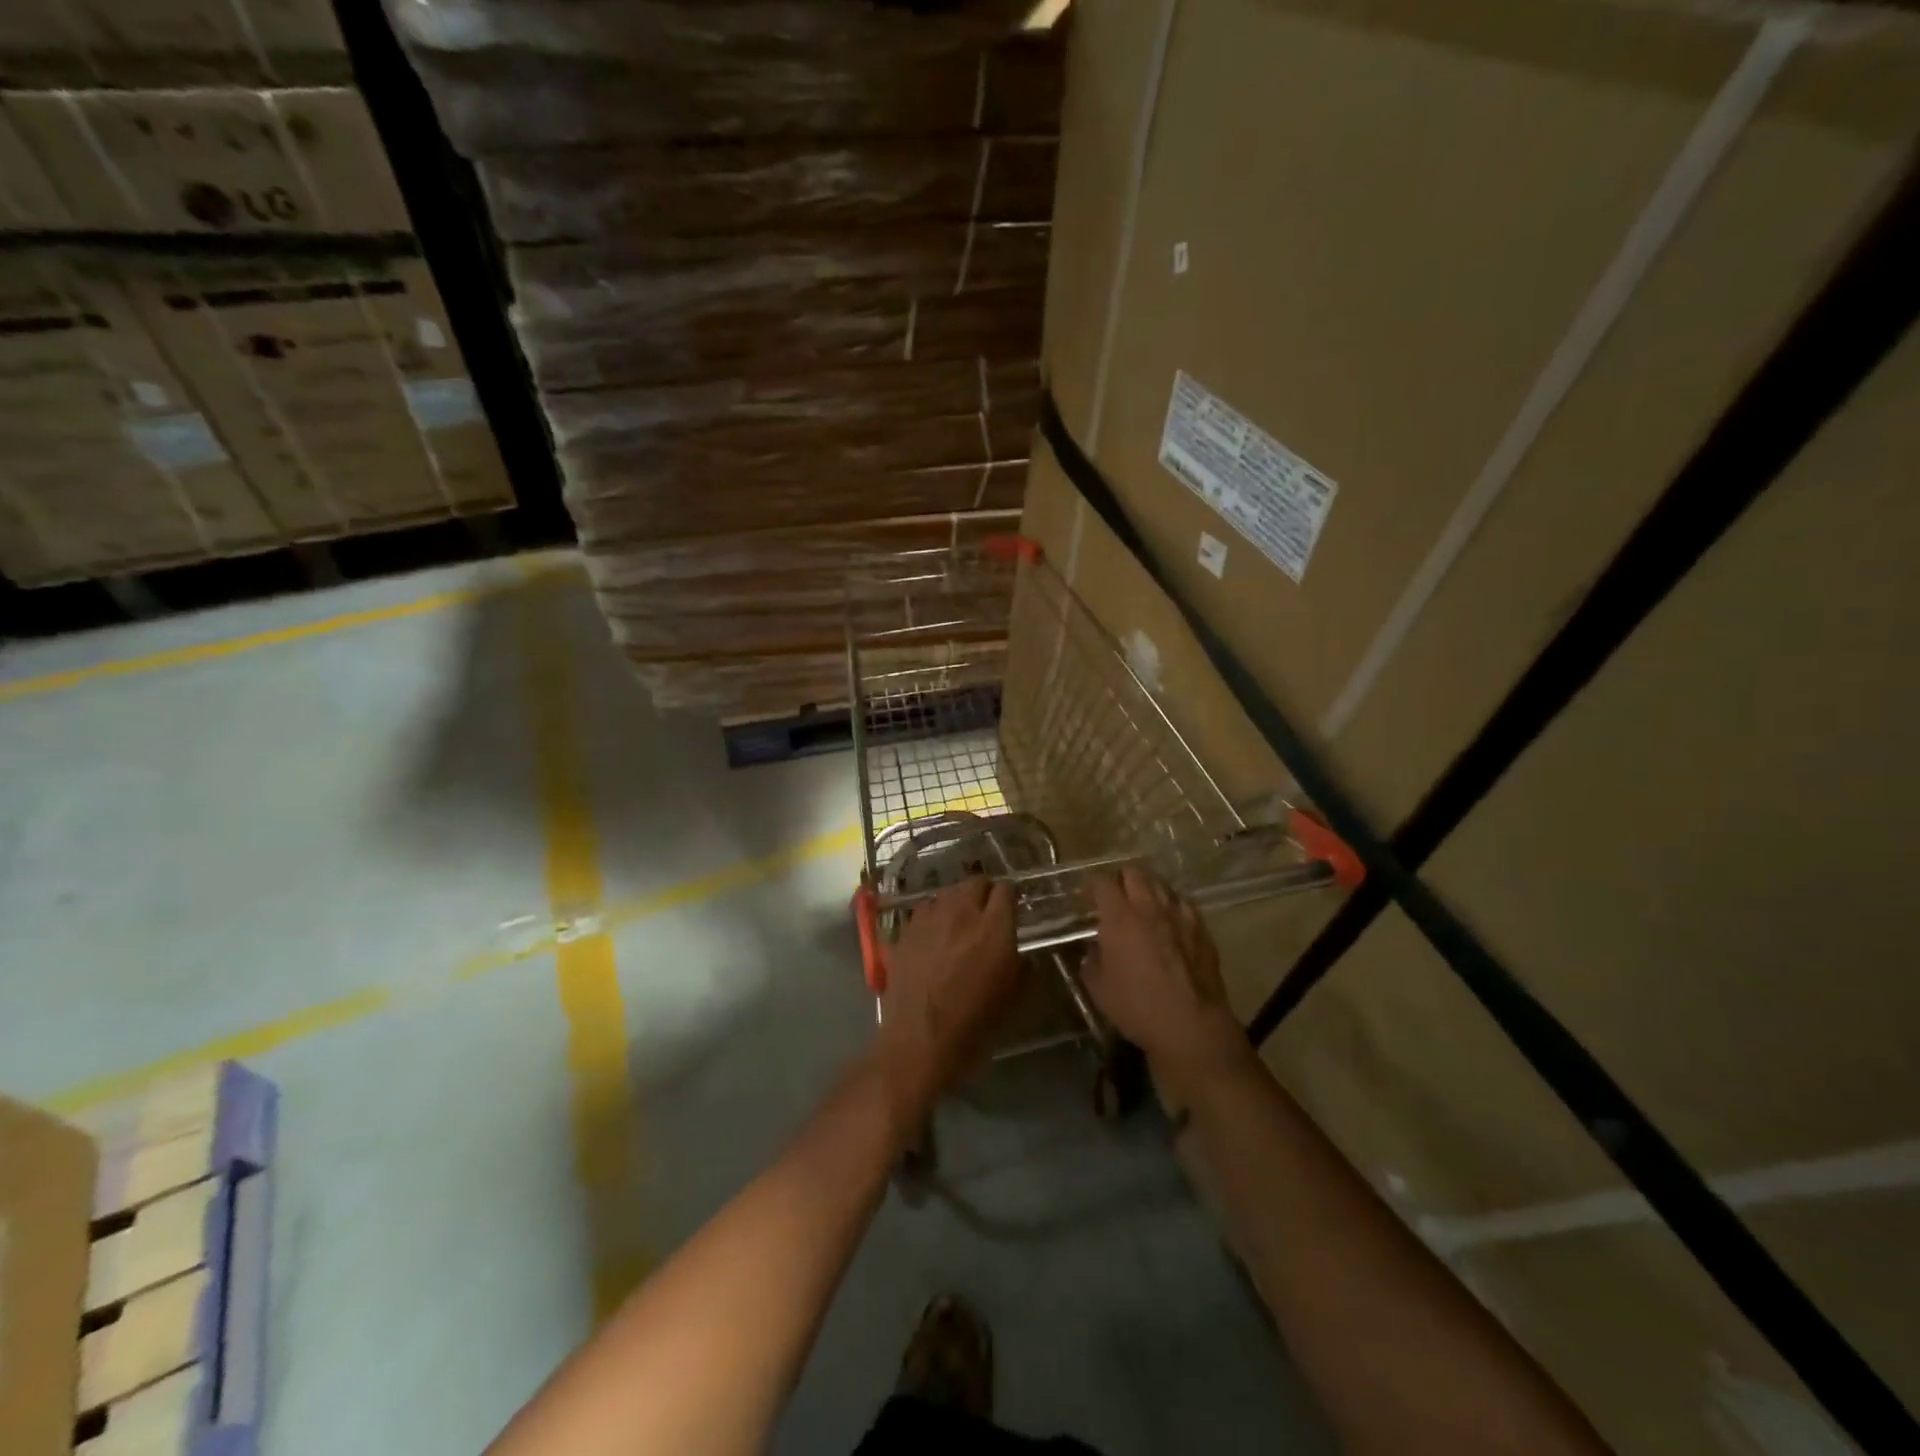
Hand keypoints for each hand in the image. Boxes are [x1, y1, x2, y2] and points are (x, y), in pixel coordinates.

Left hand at [874, 877, 1024, 1118]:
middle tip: (988, 914)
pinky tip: (935, 936)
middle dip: (985, 893)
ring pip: (948, 892)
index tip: (1013, 910)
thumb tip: (1024, 956)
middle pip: (975, 882)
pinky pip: (925, 910)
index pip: (1006, 889)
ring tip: (960, 923)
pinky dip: (934, 916)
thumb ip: (1026, 969)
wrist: (919, 1043)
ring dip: (958, 902)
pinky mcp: (906, 931)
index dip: (1011, 897)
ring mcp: (929, 919)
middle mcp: (961, 913)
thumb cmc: (975, 1026)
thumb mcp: (1016, 1002)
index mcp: (994, 927)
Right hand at [1083, 868, 1247, 1095]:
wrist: (1190, 1024)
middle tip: (1115, 896)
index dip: (1092, 884)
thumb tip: (1094, 951)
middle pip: (1134, 872)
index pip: (1101, 882)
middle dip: (1121, 879)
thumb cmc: (1137, 1006)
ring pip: (1161, 884)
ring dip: (1148, 888)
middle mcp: (1149, 906)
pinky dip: (1172, 906)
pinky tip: (1170, 921)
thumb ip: (1092, 961)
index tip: (1087, 894)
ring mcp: (1179, 914)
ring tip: (1143, 904)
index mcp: (1119, 916)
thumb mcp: (1098, 988)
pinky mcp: (1201, 928)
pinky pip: (1184, 903)